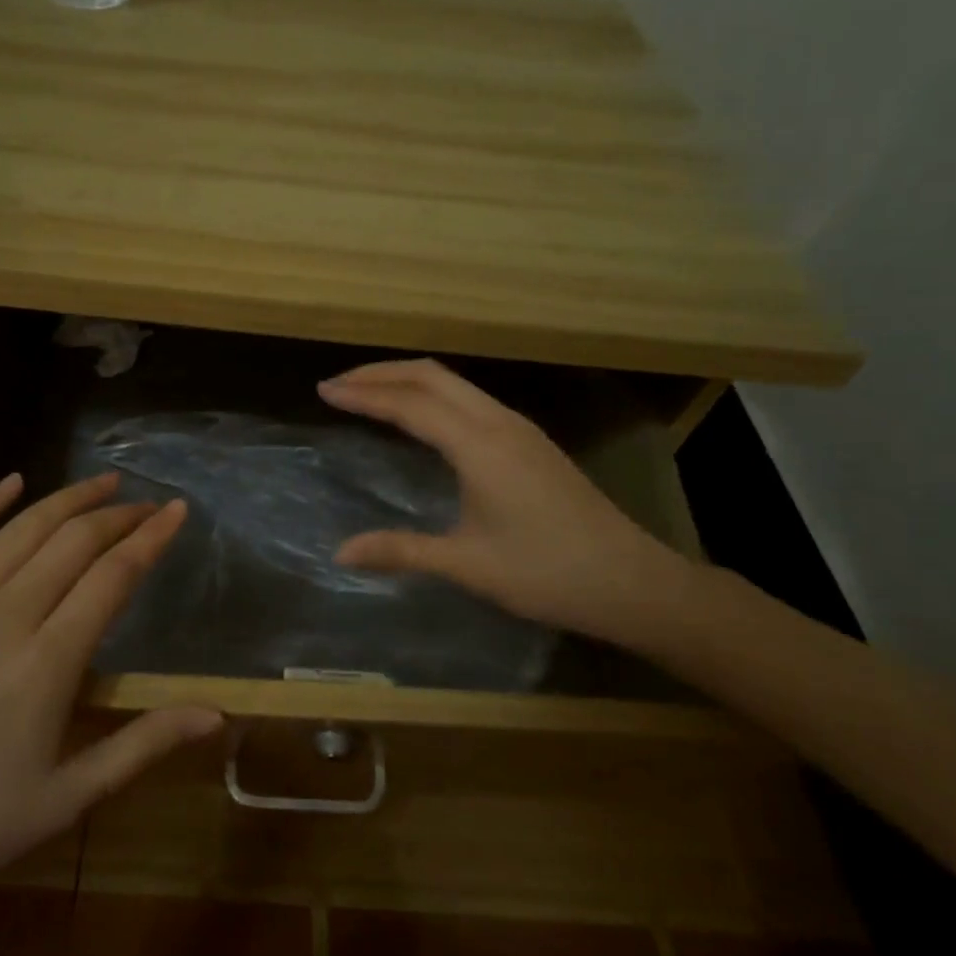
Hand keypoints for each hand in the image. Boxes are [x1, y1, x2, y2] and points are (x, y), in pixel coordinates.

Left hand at [0, 474, 220, 955]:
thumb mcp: (68, 798)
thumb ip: (143, 744)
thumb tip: (217, 715)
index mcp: (47, 663)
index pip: (113, 576)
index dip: (150, 537)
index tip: (176, 510)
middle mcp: (2, 617)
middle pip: (73, 542)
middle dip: (117, 514)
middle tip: (144, 502)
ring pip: (20, 530)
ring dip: (66, 499)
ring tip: (100, 482)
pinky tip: (12, 482)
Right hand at [318, 359, 703, 649]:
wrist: (631, 582)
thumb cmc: (546, 573)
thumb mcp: (466, 565)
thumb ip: (401, 551)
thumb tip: (341, 553)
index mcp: (479, 445)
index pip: (409, 404)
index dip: (363, 394)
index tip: (323, 391)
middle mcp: (498, 423)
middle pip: (432, 376)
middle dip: (381, 373)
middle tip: (339, 385)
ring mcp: (519, 429)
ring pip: (454, 384)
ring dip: (408, 380)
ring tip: (370, 394)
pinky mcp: (531, 442)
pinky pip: (470, 400)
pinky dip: (433, 395)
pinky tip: (422, 419)